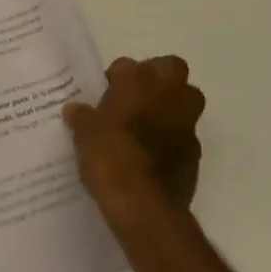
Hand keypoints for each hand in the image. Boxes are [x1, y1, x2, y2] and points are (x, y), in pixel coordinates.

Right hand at [64, 55, 204, 228]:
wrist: (144, 206)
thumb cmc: (111, 156)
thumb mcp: (84, 134)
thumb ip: (82, 116)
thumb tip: (75, 109)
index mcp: (139, 79)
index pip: (126, 65)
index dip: (116, 80)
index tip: (105, 97)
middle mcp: (169, 93)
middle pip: (171, 70)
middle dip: (157, 80)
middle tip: (134, 100)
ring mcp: (187, 123)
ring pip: (185, 101)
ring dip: (170, 108)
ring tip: (145, 127)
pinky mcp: (196, 153)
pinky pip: (184, 135)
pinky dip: (173, 140)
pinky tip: (153, 157)